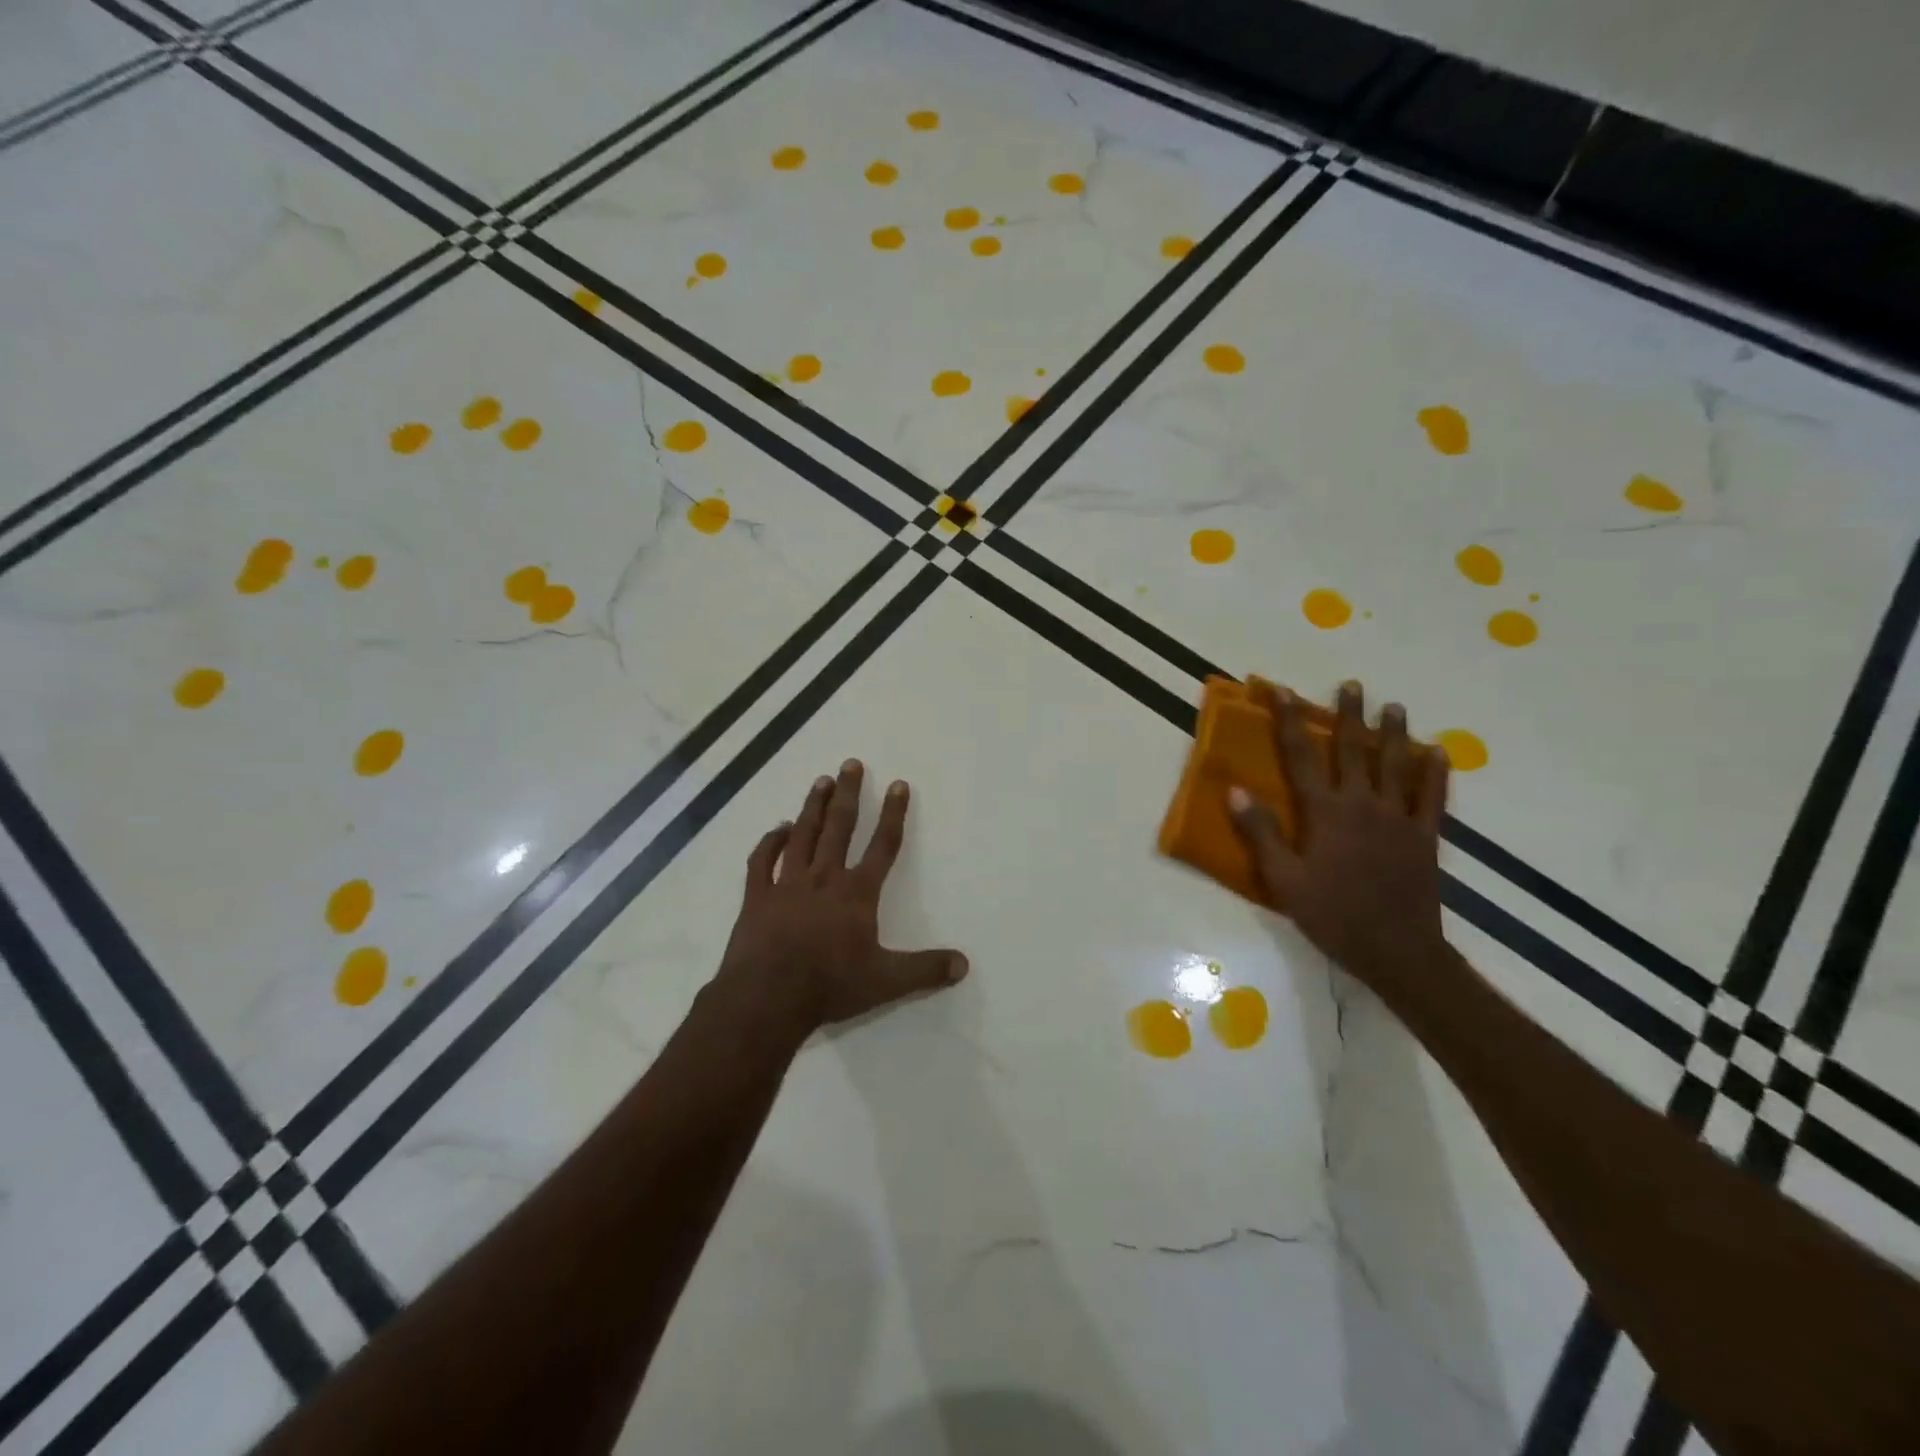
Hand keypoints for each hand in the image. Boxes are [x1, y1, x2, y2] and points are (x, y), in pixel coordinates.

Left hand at [714, 760, 967, 1036]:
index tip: (898, 785)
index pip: (882, 845)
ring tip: (821, 781)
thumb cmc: (830, 986)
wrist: (767, 998)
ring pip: (803, 835)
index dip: (893, 814)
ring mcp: (787, 884)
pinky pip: (762, 861)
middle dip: (849, 794)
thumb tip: (964, 964)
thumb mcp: (886, 982)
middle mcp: (824, 878)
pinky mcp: (757, 896)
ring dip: (814, 807)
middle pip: (840, 828)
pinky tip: (778, 828)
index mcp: (856, 893)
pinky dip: (770, 842)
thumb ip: (926, 970)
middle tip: (851, 764)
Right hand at [1228, 681, 1450, 988]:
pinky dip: (1436, 772)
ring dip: (1393, 734)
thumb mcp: (1283, 879)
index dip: (1289, 721)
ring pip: (1396, 765)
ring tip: (1394, 707)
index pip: (1301, 756)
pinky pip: (1432, 797)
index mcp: (1325, 813)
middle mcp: (1362, 804)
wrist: (1396, 950)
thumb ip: (1261, 833)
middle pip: (1353, 750)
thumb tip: (1236, 790)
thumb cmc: (1332, 915)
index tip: (1282, 691)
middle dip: (1349, 716)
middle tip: (1351, 686)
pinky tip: (1438, 752)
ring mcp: (1398, 818)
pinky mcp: (1425, 837)